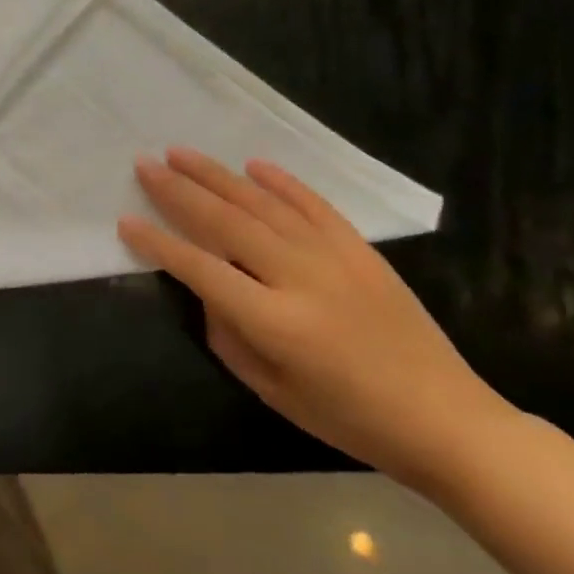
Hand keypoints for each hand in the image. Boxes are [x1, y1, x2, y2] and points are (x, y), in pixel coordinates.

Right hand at [120, 151, 512, 490]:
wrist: (446, 420)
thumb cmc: (350, 418)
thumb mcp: (273, 391)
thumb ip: (229, 335)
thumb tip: (209, 289)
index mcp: (275, 322)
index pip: (200, 269)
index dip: (159, 244)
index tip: (127, 222)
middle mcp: (299, 277)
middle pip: (226, 222)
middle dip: (179, 191)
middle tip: (145, 165)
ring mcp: (334, 257)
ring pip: (262, 203)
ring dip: (217, 176)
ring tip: (181, 153)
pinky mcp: (360, 249)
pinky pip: (313, 204)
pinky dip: (281, 182)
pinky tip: (254, 165)